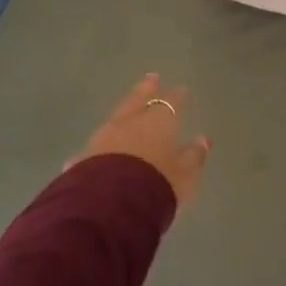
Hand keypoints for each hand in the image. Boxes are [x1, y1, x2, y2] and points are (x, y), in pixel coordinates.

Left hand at [69, 74, 210, 207]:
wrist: (108, 207)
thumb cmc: (156, 186)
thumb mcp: (185, 175)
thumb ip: (194, 156)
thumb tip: (203, 139)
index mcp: (157, 123)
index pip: (171, 103)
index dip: (177, 96)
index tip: (181, 89)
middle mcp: (128, 124)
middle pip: (137, 101)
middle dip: (146, 89)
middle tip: (151, 77)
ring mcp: (102, 139)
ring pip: (115, 119)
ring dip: (123, 113)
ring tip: (126, 111)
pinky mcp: (81, 158)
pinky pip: (95, 146)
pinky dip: (102, 144)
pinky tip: (98, 150)